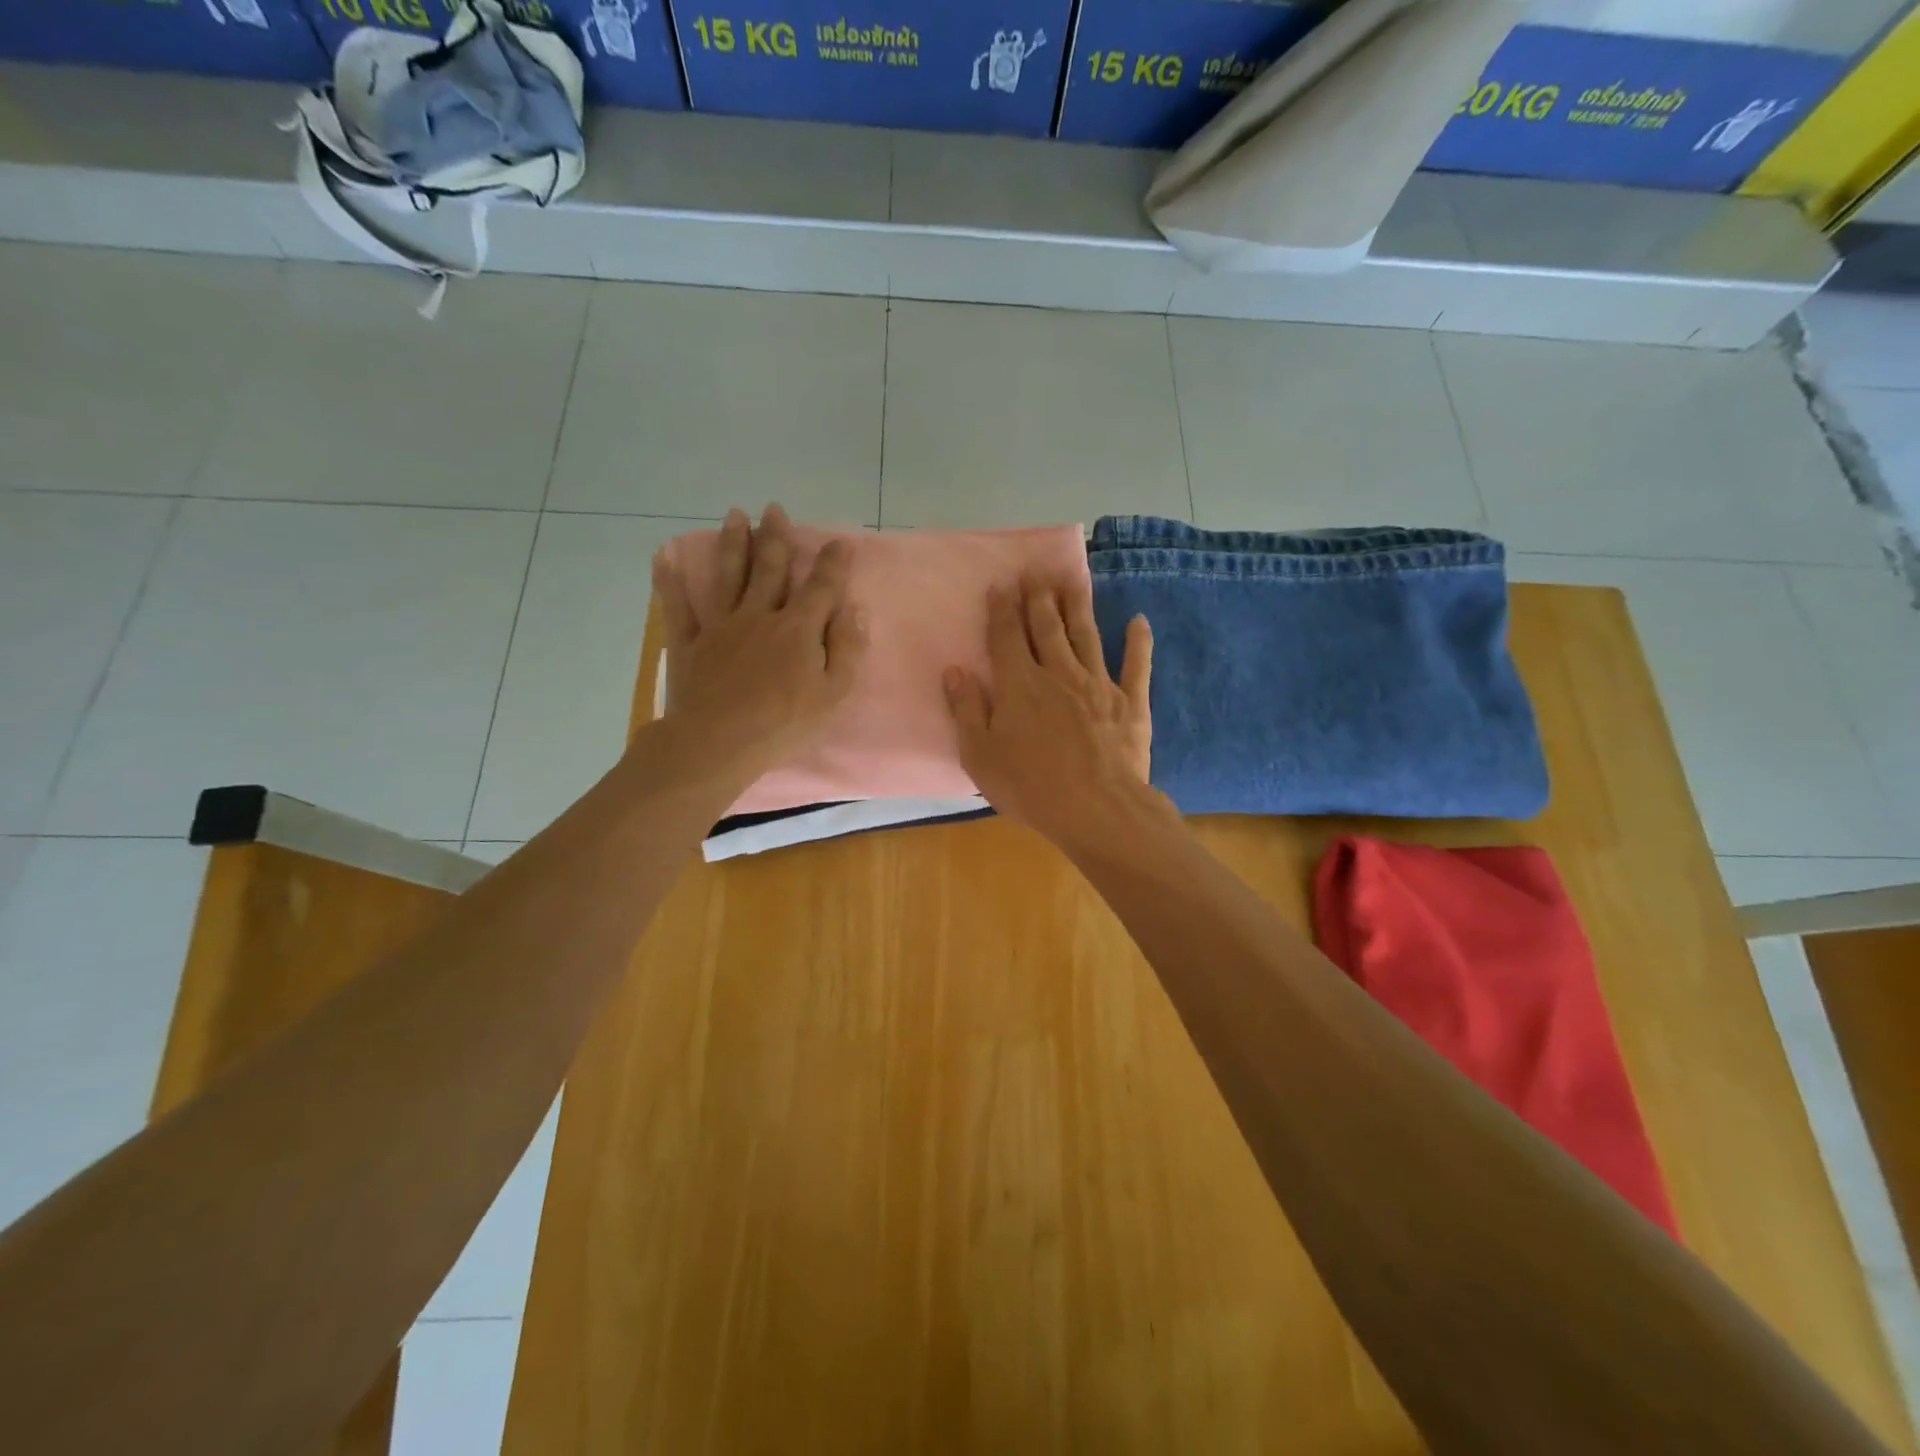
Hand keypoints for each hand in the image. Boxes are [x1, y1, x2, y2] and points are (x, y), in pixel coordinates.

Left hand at [651, 504, 865, 785]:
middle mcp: (759, 616)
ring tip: (735, 516)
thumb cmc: (783, 723)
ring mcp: (720, 626)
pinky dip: (670, 581)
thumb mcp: (833, 694)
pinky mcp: (689, 643)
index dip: (833, 564)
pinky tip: (664, 557)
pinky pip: (678, 607)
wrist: (718, 743)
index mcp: (797, 629)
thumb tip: (855, 609)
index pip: (821, 588)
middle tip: (774, 510)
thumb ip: (847, 648)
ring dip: (734, 544)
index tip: (840, 541)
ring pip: (728, 576)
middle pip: (770, 570)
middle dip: (775, 538)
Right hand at [943, 577, 1155, 848]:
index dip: (1003, 609)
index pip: (1007, 637)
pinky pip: (1136, 665)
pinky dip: (1138, 642)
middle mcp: (1058, 674)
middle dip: (1038, 598)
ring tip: (1074, 580)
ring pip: (1087, 636)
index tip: (1001, 584)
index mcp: (1020, 685)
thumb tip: (954, 670)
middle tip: (1036, 572)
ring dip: (1079, 606)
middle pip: (1047, 628)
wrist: (1096, 809)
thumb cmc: (1030, 787)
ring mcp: (1099, 684)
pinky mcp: (1131, 703)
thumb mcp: (981, 755)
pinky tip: (1139, 621)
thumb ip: (967, 710)